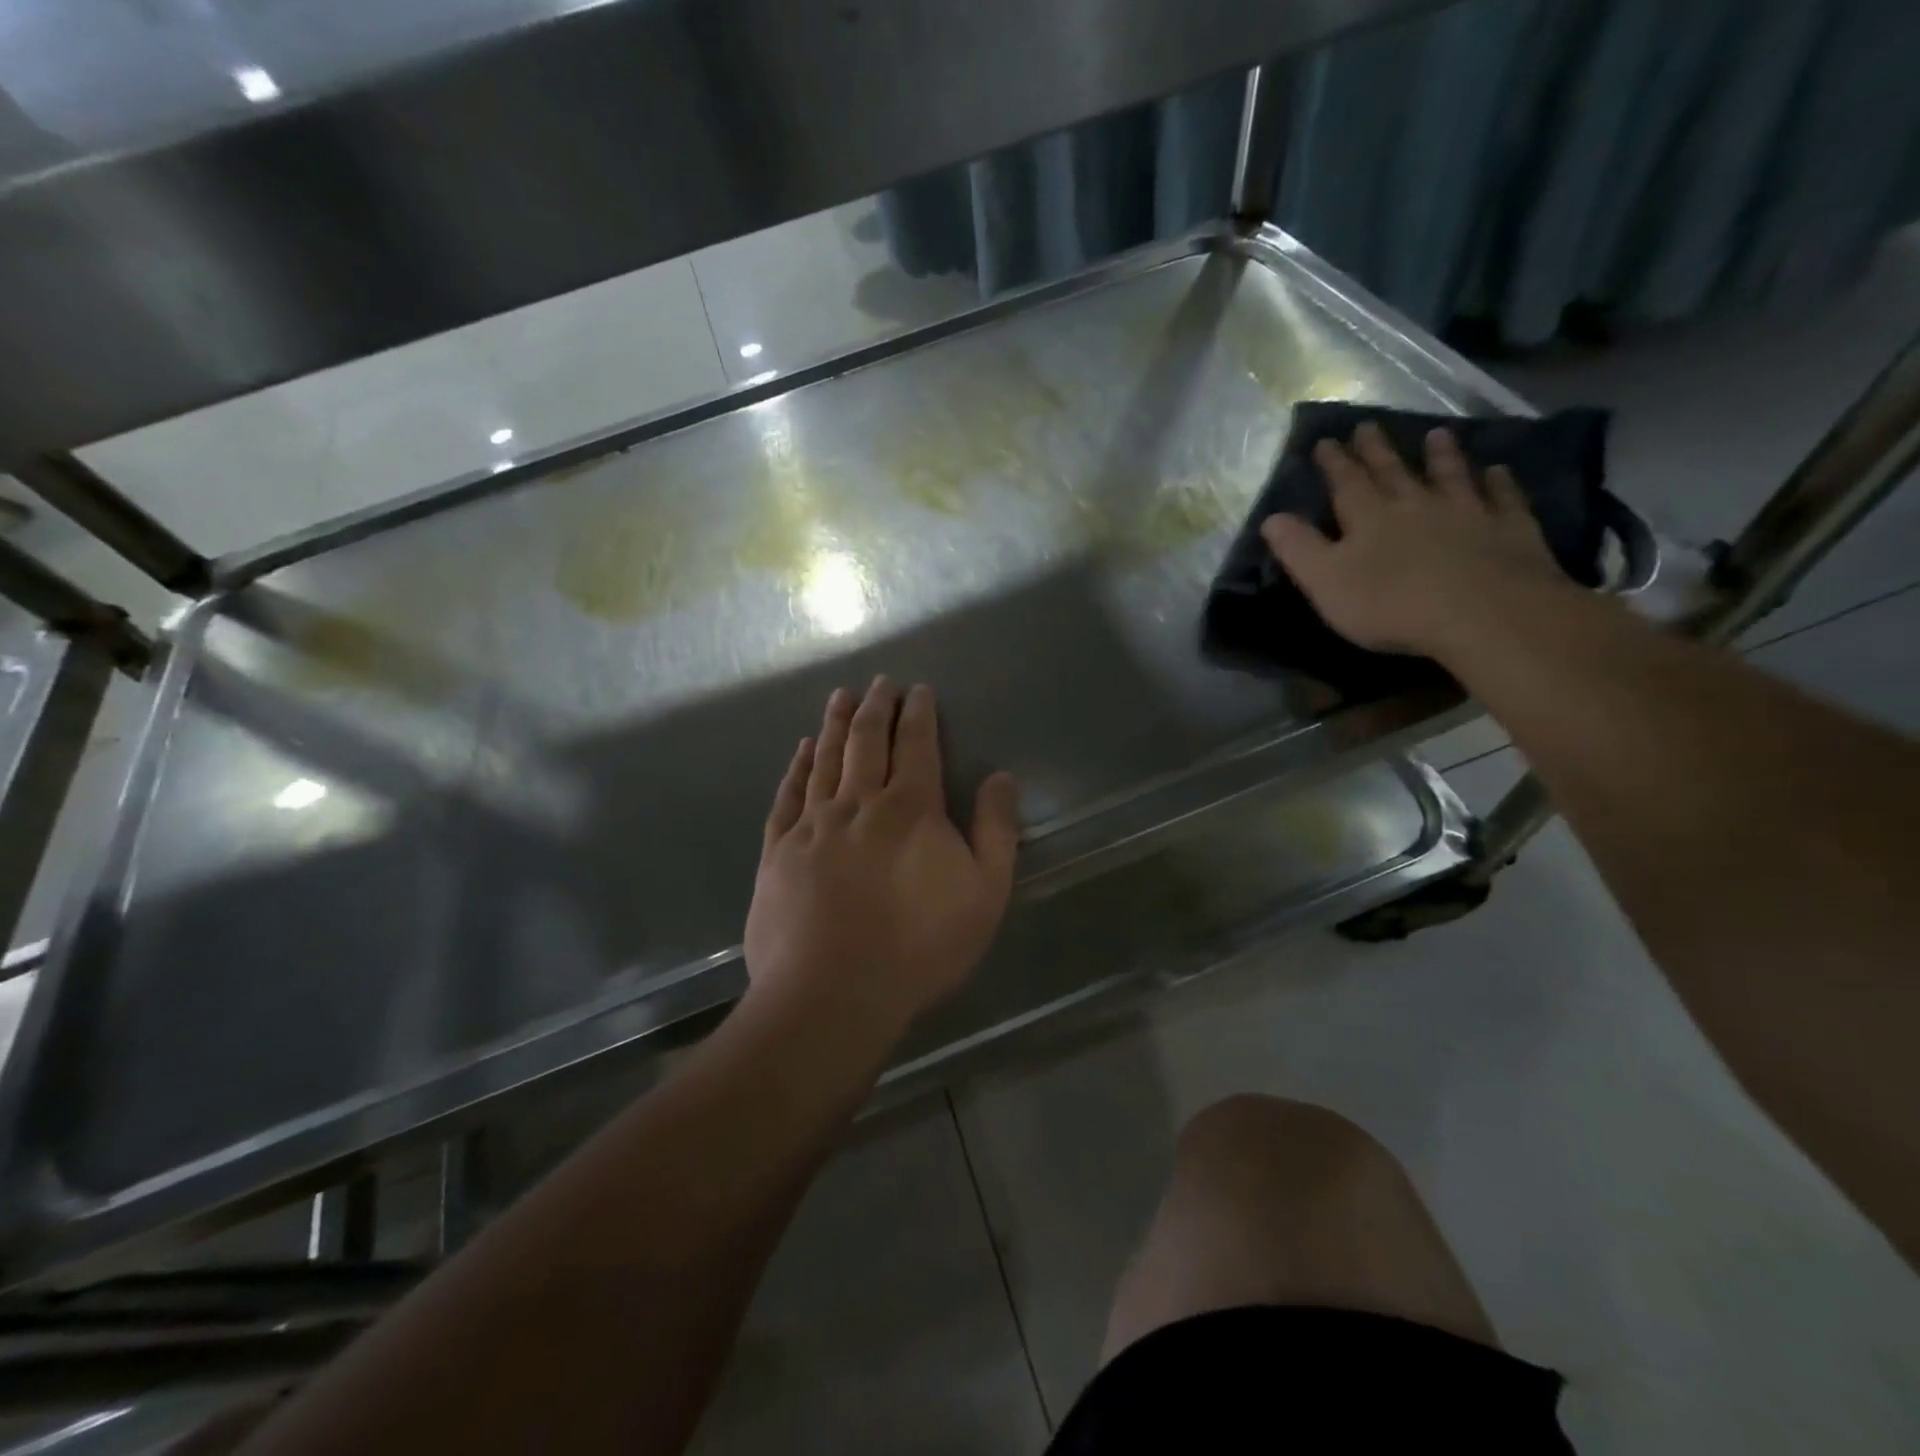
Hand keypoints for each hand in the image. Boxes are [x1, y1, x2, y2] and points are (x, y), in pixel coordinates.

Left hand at [743, 678, 1020, 1035]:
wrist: (832, 993)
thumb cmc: (919, 946)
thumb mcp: (984, 893)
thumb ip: (996, 831)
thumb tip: (1000, 777)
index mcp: (911, 808)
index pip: (916, 744)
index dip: (918, 713)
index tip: (918, 689)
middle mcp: (859, 802)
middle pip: (866, 741)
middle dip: (876, 706)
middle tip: (880, 681)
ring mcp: (813, 824)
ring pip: (824, 758)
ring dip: (835, 723)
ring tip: (841, 696)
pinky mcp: (779, 850)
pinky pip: (788, 794)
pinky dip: (797, 767)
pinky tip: (800, 750)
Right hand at [1260, 422, 1571, 661]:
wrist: (1484, 614)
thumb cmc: (1392, 604)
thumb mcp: (1326, 582)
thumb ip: (1299, 549)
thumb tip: (1271, 518)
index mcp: (1369, 518)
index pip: (1346, 483)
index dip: (1334, 463)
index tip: (1326, 441)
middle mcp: (1416, 505)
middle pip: (1393, 472)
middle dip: (1377, 451)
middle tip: (1368, 425)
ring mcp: (1467, 513)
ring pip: (1450, 475)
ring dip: (1441, 455)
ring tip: (1437, 434)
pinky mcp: (1510, 529)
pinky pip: (1504, 498)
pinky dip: (1499, 482)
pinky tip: (1498, 471)